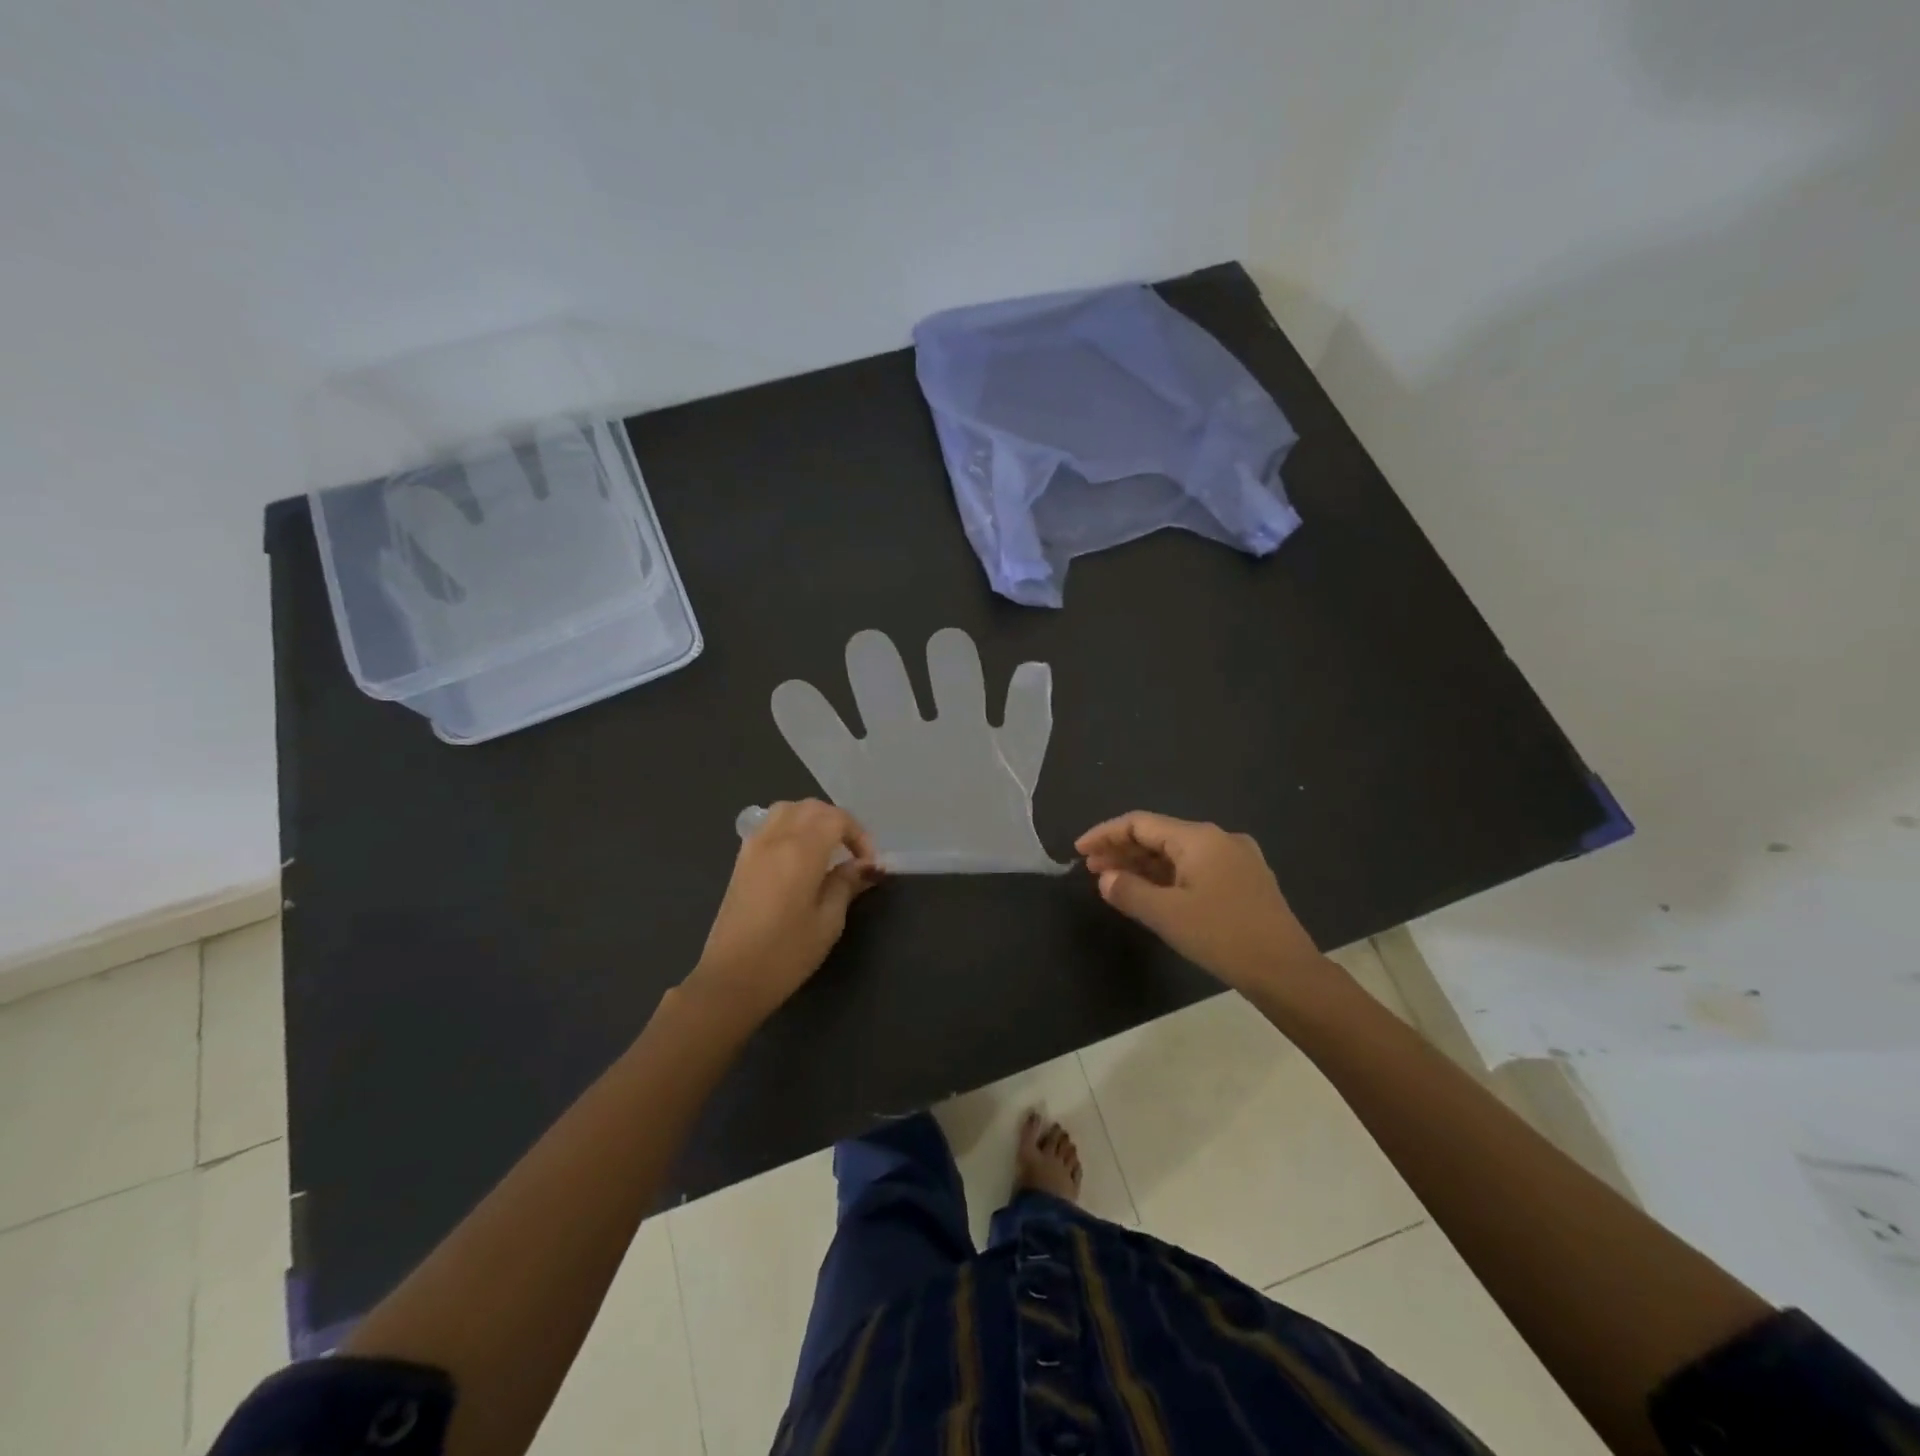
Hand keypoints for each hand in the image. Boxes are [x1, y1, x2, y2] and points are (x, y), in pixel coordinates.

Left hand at [689, 800, 881, 1019]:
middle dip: (838, 822)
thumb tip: (864, 866)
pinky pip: (769, 825)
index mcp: (801, 851)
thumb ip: (846, 884)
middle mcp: (776, 839)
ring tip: (826, 848)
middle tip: (853, 853)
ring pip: (787, 810)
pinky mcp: (741, 860)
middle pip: (812, 808)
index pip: (837, 819)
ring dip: (812, 819)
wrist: (731, 979)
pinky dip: (790, 827)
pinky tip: (798, 856)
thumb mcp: (828, 921)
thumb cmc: (786, 954)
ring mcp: (754, 847)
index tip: (869, 864)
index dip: (859, 835)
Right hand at [1075, 811, 1323, 994]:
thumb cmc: (1222, 936)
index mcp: (1199, 838)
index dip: (1105, 834)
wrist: (1287, 971)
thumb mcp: (1167, 915)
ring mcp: (1236, 860)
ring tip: (1114, 882)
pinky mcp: (1245, 881)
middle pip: (1159, 836)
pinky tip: (1151, 893)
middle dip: (1122, 850)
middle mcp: (1218, 839)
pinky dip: (1167, 877)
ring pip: (1177, 854)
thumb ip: (1129, 892)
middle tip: (1092, 870)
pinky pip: (1194, 869)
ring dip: (1143, 866)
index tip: (1079, 851)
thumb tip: (1106, 879)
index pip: (1140, 823)